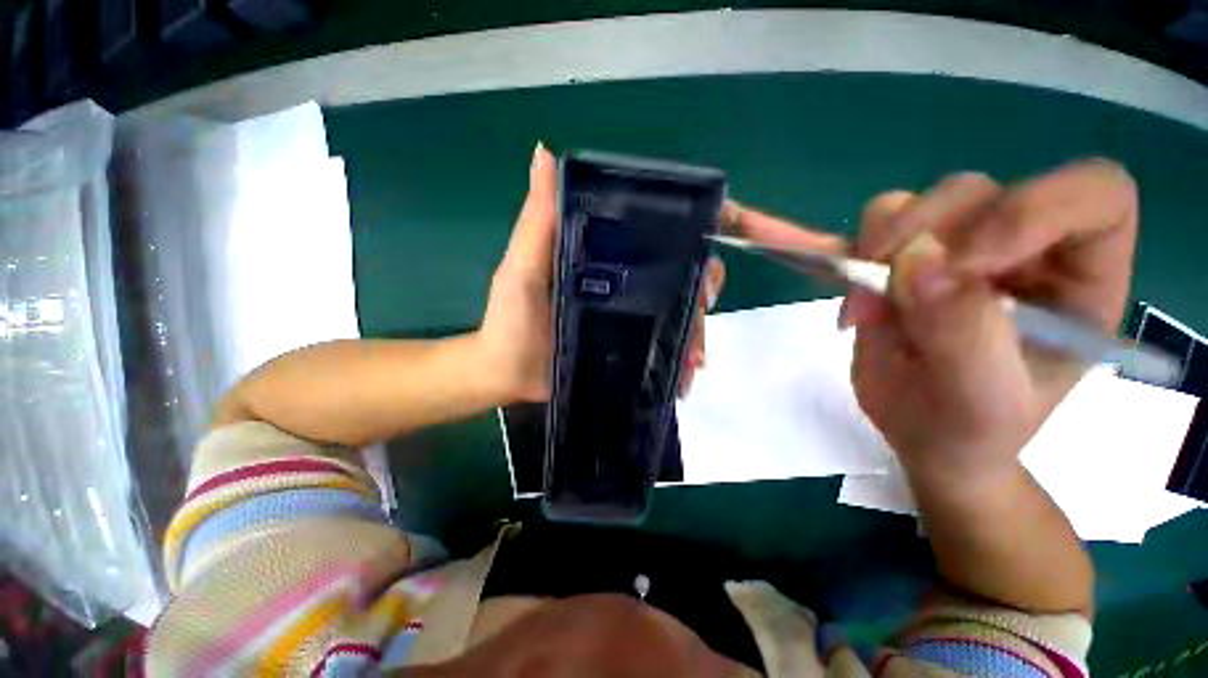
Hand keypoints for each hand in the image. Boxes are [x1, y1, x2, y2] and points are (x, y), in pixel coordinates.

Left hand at [478, 144, 725, 402]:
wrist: (508, 377)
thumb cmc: (511, 322)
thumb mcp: (521, 269)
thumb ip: (538, 220)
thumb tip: (546, 154)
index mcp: (608, 252)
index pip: (664, 225)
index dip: (712, 220)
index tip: (757, 229)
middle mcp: (628, 278)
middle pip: (688, 269)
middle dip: (709, 284)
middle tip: (704, 307)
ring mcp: (634, 315)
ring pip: (685, 312)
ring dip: (699, 331)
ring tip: (694, 360)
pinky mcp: (635, 347)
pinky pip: (672, 348)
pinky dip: (685, 358)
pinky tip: (685, 374)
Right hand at [843, 160, 1138, 485]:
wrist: (925, 433)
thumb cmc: (974, 430)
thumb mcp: (984, 403)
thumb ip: (966, 335)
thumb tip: (916, 262)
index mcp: (1080, 278)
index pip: (1094, 195)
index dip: (1033, 210)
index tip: (963, 265)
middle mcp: (1023, 249)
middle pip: (981, 193)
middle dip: (924, 237)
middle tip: (886, 292)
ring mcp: (957, 250)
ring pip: (920, 201)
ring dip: (879, 247)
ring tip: (865, 310)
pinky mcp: (905, 259)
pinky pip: (875, 226)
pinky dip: (848, 252)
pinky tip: (846, 292)